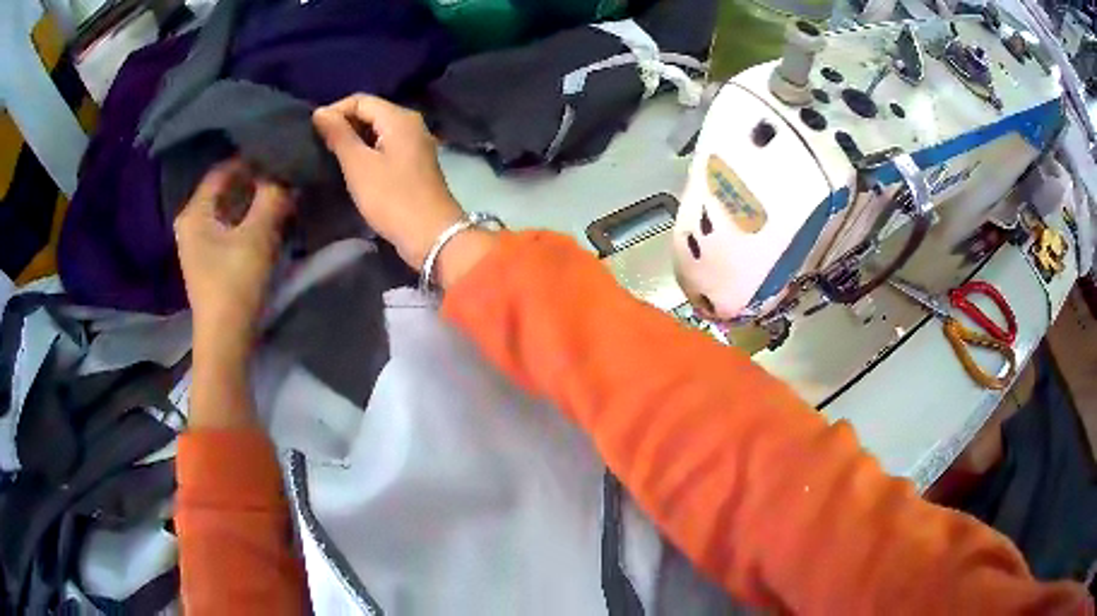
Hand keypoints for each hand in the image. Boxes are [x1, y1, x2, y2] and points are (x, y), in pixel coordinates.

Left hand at [175, 160, 292, 356]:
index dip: (251, 161)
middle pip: (225, 191)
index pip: (222, 171)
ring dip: (255, 204)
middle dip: (256, 183)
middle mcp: (191, 224)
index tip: (279, 157)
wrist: (225, 340)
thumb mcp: (257, 235)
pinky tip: (272, 222)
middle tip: (285, 178)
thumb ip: (272, 198)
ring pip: (230, 211)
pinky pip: (231, 229)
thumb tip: (287, 175)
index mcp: (194, 213)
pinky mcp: (211, 261)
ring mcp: (200, 245)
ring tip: (284, 198)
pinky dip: (250, 222)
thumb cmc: (234, 284)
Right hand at [312, 95, 467, 271]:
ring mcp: (416, 143)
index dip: (335, 111)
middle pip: (371, 112)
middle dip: (344, 124)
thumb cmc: (392, 198)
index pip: (360, 100)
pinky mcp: (415, 162)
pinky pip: (386, 146)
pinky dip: (368, 150)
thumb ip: (339, 135)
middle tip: (320, 145)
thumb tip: (320, 112)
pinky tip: (353, 166)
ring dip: (354, 139)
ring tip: (331, 156)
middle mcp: (411, 123)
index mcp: (399, 117)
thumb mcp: (359, 165)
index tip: (313, 132)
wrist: (432, 235)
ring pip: (378, 130)